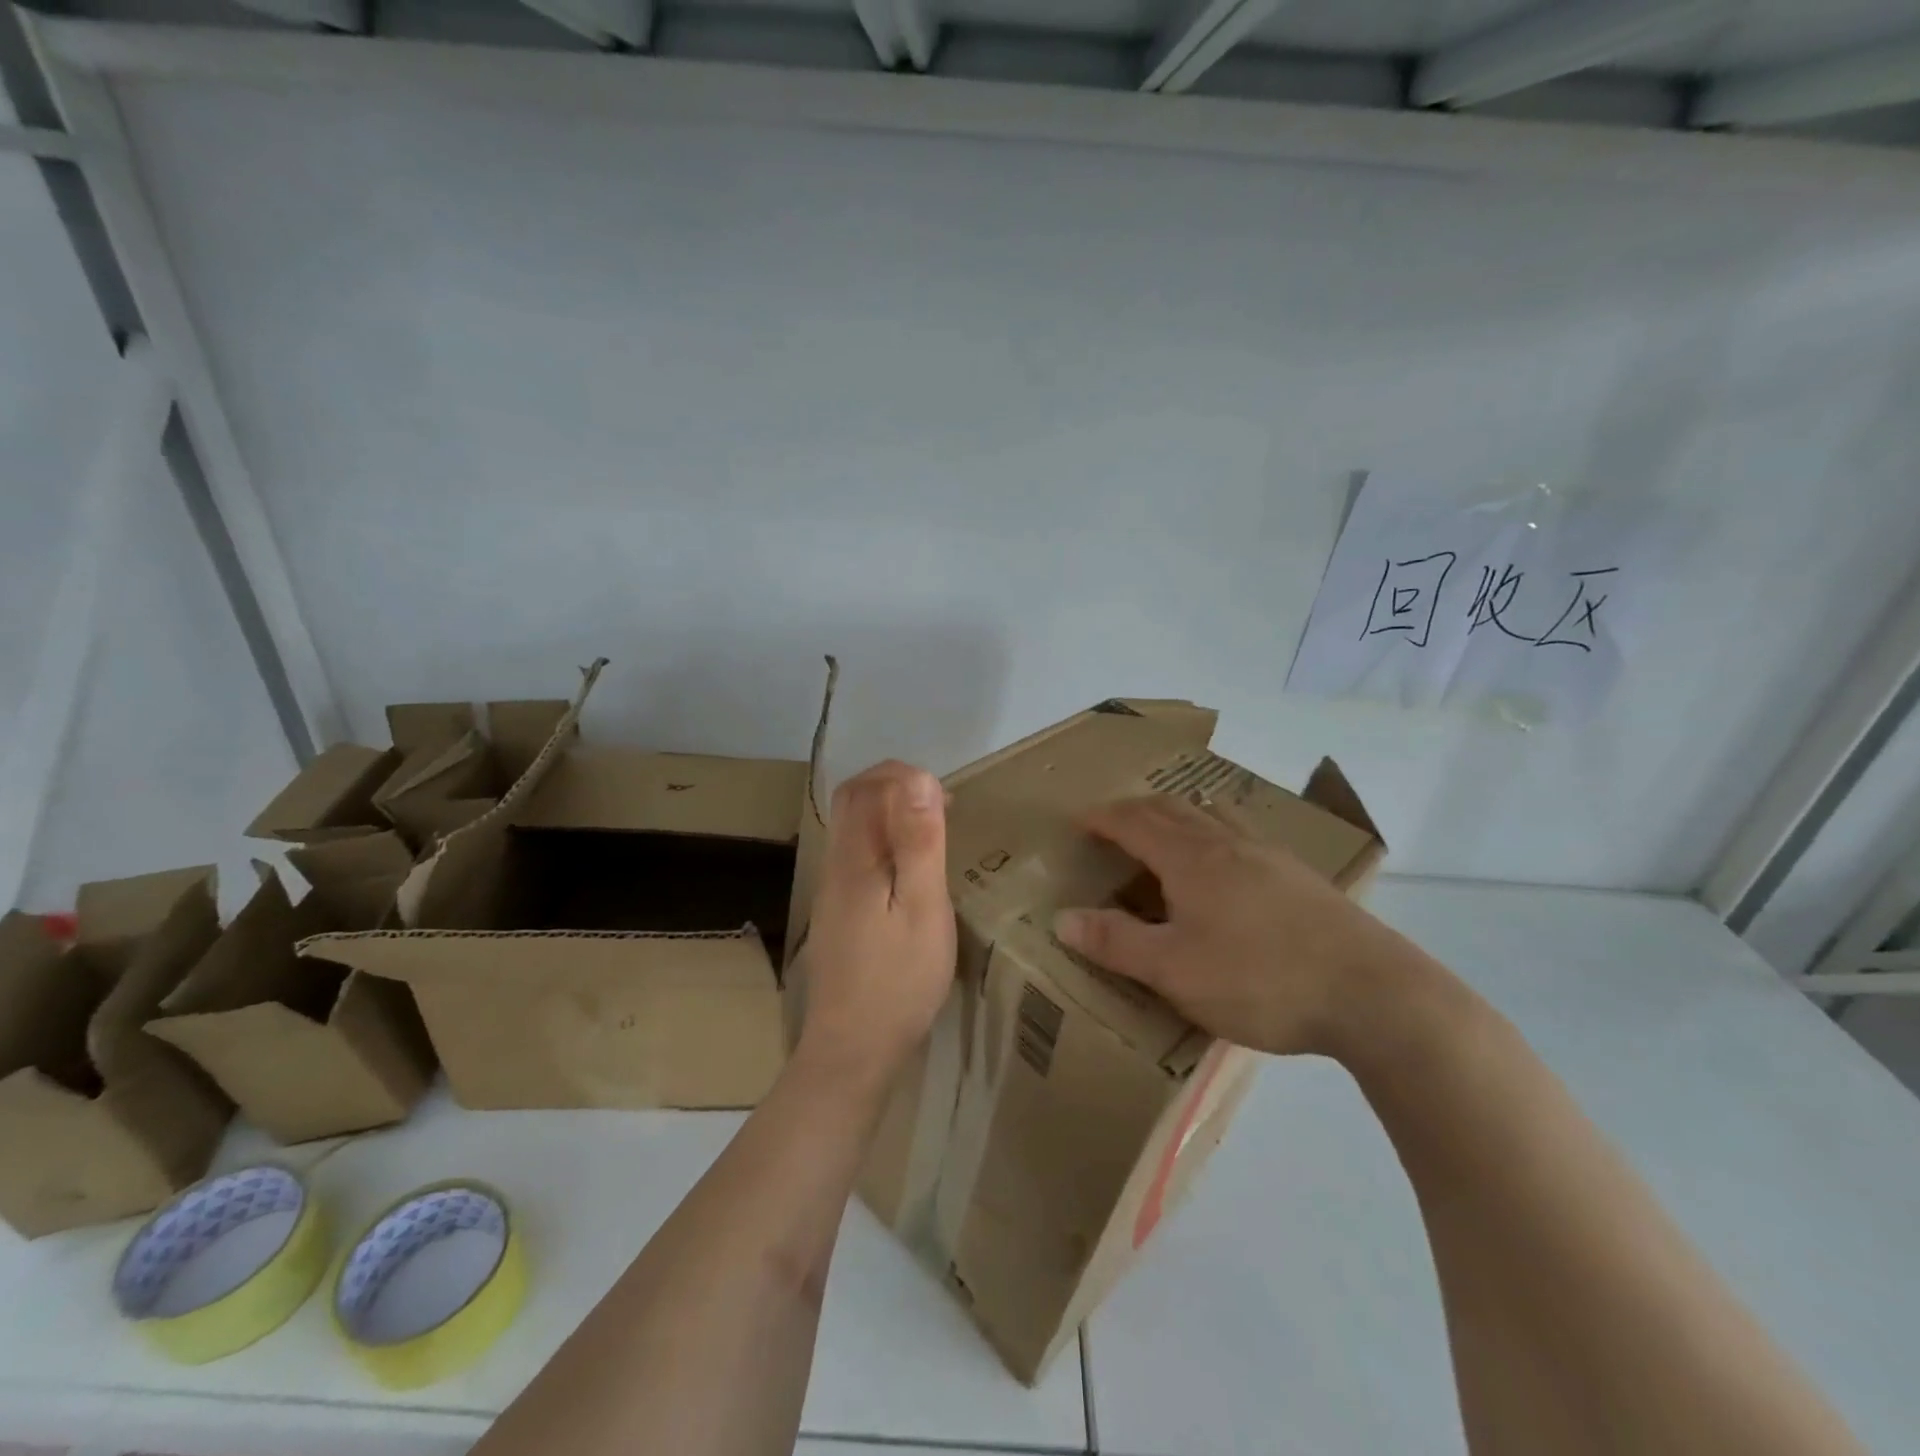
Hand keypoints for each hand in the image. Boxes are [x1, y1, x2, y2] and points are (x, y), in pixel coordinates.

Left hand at [796, 760, 957, 1089]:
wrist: (853, 1049)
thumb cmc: (898, 979)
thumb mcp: (922, 907)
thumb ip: (919, 842)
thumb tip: (919, 778)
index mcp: (854, 858)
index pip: (865, 787)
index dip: (903, 776)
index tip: (945, 796)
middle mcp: (835, 865)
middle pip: (853, 802)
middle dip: (894, 787)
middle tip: (940, 804)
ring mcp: (832, 890)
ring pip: (854, 829)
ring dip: (890, 814)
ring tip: (933, 831)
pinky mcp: (839, 913)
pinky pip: (859, 856)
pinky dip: (886, 842)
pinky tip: (912, 871)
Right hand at [1053, 794, 1409, 1056]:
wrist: (1374, 994)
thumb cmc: (1261, 979)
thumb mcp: (1175, 970)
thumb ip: (1116, 942)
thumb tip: (1062, 917)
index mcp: (1191, 859)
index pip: (1134, 822)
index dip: (1103, 818)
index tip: (1079, 820)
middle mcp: (1228, 844)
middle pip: (1173, 809)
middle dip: (1136, 810)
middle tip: (1113, 823)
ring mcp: (1270, 857)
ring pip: (1213, 817)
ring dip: (1179, 815)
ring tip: (1167, 829)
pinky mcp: (1301, 878)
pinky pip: (1243, 836)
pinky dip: (1215, 832)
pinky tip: (1230, 863)